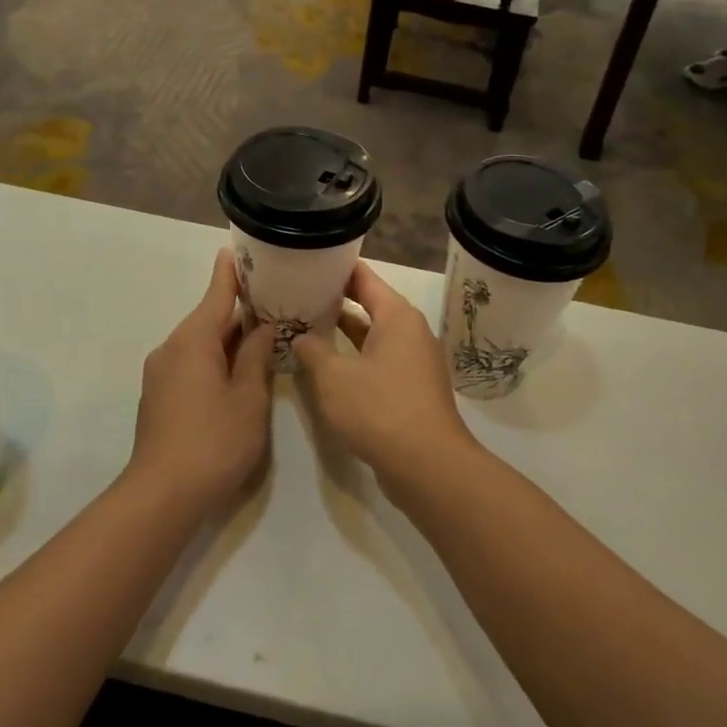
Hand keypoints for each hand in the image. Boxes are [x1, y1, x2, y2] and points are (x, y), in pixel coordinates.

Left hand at [127, 249, 275, 511]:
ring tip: (263, 335)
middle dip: (239, 310)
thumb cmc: (214, 441)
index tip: (240, 249)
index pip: (217, 293)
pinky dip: (214, 357)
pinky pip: (190, 362)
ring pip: (200, 342)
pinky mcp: (158, 395)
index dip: (231, 272)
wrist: (162, 494)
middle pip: (209, 318)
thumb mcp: (249, 398)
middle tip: (274, 300)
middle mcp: (171, 347)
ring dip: (228, 338)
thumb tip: (263, 327)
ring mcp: (160, 372)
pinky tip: (236, 370)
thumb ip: (256, 357)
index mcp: (194, 340)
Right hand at [291, 262, 480, 491]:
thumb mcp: (334, 378)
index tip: (308, 262)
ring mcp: (415, 361)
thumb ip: (313, 351)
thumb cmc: (379, 409)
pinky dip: (356, 357)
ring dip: (344, 333)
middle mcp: (411, 331)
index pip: (364, 278)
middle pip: (370, 304)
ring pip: (374, 335)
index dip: (336, 269)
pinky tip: (329, 366)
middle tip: (299, 295)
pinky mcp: (413, 388)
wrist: (428, 464)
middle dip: (335, 301)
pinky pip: (381, 360)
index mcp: (397, 316)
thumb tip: (301, 337)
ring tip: (307, 326)